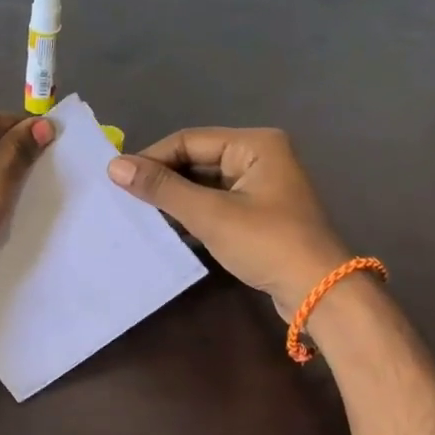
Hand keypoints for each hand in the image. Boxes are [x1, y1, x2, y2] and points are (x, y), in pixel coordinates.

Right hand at [108, 128, 350, 314]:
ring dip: (175, 199)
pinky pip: (216, 204)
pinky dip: (192, 214)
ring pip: (204, 184)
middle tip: (124, 199)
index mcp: (254, 144)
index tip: (117, 180)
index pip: (188, 140)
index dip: (151, 158)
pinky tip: (167, 229)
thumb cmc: (266, 243)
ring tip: (139, 214)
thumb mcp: (210, 214)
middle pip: (196, 160)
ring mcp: (261, 186)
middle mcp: (259, 157)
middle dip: (163, 180)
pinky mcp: (259, 214)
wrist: (320, 293)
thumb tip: (114, 166)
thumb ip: (162, 188)